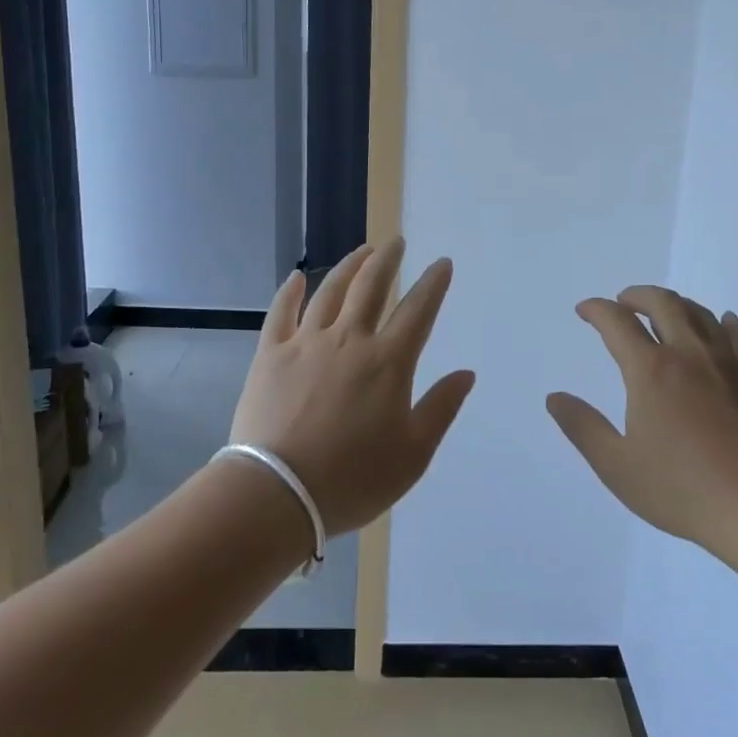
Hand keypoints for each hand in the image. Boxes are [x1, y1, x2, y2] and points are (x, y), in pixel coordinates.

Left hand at [229, 240, 475, 536]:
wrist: (277, 493)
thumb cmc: (353, 478)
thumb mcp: (413, 454)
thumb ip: (441, 408)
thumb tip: (466, 373)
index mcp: (388, 362)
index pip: (418, 310)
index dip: (433, 284)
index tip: (442, 263)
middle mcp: (349, 340)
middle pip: (371, 287)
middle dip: (388, 260)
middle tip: (396, 243)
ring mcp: (306, 343)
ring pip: (330, 291)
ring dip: (349, 266)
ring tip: (362, 251)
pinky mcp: (271, 354)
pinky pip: (282, 312)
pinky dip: (290, 291)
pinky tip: (297, 277)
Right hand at [547, 286, 737, 552]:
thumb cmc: (681, 489)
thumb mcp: (616, 466)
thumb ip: (583, 427)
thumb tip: (555, 397)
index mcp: (650, 371)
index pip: (617, 323)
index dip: (596, 310)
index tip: (585, 311)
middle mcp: (689, 354)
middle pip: (662, 304)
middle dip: (637, 296)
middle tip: (623, 302)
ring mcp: (729, 363)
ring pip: (700, 314)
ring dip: (676, 304)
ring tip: (664, 311)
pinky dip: (725, 323)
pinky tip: (723, 323)